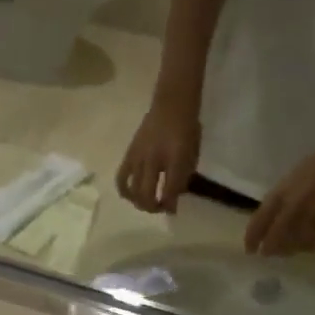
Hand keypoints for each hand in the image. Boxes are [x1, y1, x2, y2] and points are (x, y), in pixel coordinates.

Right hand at [117, 99, 199, 213]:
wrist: (172, 103)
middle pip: (147, 195)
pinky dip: (125, 191)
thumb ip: (183, 177)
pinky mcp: (129, 155)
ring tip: (146, 203)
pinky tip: (131, 195)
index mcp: (175, 159)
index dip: (170, 205)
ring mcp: (139, 157)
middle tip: (159, 208)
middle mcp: (154, 160)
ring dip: (140, 202)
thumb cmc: (187, 129)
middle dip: (153, 207)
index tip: (172, 210)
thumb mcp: (192, 154)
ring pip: (133, 190)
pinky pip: (122, 178)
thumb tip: (172, 198)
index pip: (169, 191)